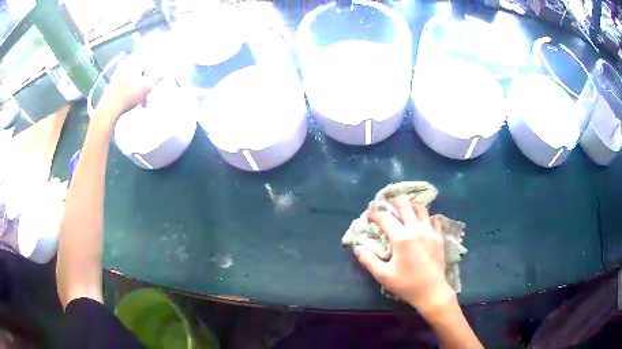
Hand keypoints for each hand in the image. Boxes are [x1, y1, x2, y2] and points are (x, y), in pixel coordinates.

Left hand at [95, 57, 162, 122]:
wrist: (109, 108)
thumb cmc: (129, 95)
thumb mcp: (147, 86)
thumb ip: (157, 77)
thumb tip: (165, 71)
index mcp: (134, 63)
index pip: (148, 65)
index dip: (152, 76)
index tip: (153, 87)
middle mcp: (125, 65)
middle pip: (140, 73)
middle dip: (145, 85)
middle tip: (147, 97)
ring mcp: (117, 74)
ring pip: (132, 80)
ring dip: (138, 90)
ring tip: (140, 103)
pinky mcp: (112, 84)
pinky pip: (125, 85)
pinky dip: (130, 92)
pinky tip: (130, 102)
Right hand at [355, 196, 455, 316]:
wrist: (431, 292)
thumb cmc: (406, 284)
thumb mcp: (383, 275)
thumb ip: (368, 260)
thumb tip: (357, 248)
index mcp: (401, 238)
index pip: (386, 219)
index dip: (375, 214)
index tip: (369, 214)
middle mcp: (416, 230)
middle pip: (405, 206)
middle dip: (394, 201)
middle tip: (387, 202)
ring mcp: (430, 232)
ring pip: (422, 210)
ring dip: (412, 205)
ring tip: (405, 207)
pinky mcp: (439, 238)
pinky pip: (435, 221)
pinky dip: (428, 217)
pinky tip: (424, 221)